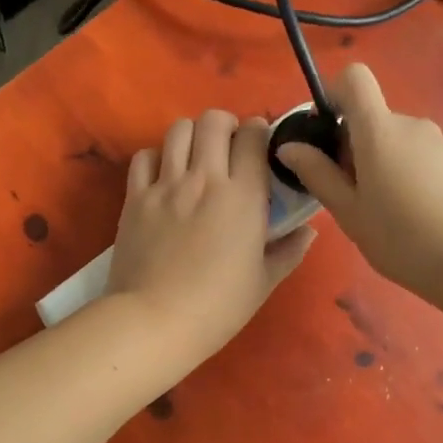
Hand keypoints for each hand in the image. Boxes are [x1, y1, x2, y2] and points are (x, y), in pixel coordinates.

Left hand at [107, 109, 317, 358]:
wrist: (154, 321)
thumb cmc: (217, 307)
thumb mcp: (263, 282)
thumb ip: (289, 250)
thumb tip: (308, 231)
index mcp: (243, 196)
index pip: (253, 137)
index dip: (259, 132)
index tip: (261, 148)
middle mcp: (204, 179)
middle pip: (213, 121)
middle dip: (226, 125)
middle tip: (229, 147)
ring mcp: (165, 185)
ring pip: (178, 130)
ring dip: (192, 135)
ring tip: (196, 156)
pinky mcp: (135, 197)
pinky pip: (144, 157)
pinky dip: (156, 157)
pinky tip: (164, 175)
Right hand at [278, 64, 442, 299]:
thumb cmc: (403, 239)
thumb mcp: (349, 212)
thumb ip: (317, 174)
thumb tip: (289, 147)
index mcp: (380, 130)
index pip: (354, 78)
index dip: (333, 94)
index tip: (323, 133)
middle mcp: (410, 124)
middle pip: (369, 116)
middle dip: (349, 145)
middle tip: (346, 193)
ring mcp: (437, 141)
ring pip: (391, 138)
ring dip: (375, 161)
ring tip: (377, 209)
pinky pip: (413, 153)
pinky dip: (400, 171)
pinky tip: (406, 213)